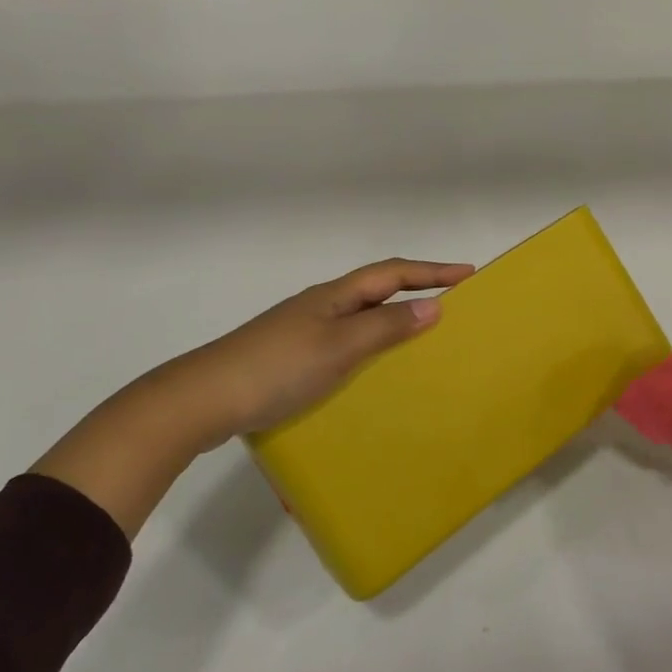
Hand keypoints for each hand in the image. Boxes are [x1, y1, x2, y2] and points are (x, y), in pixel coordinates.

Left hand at [145, 258, 475, 447]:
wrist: (203, 400)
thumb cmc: (276, 368)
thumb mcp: (339, 347)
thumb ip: (385, 327)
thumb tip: (435, 306)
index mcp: (335, 296)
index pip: (393, 273)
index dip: (431, 271)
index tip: (468, 273)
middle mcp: (322, 307)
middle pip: (378, 291)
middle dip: (417, 291)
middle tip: (452, 305)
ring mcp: (305, 332)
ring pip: (362, 317)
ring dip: (395, 320)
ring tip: (423, 339)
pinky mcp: (293, 358)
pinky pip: (346, 342)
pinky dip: (371, 346)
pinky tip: (374, 371)